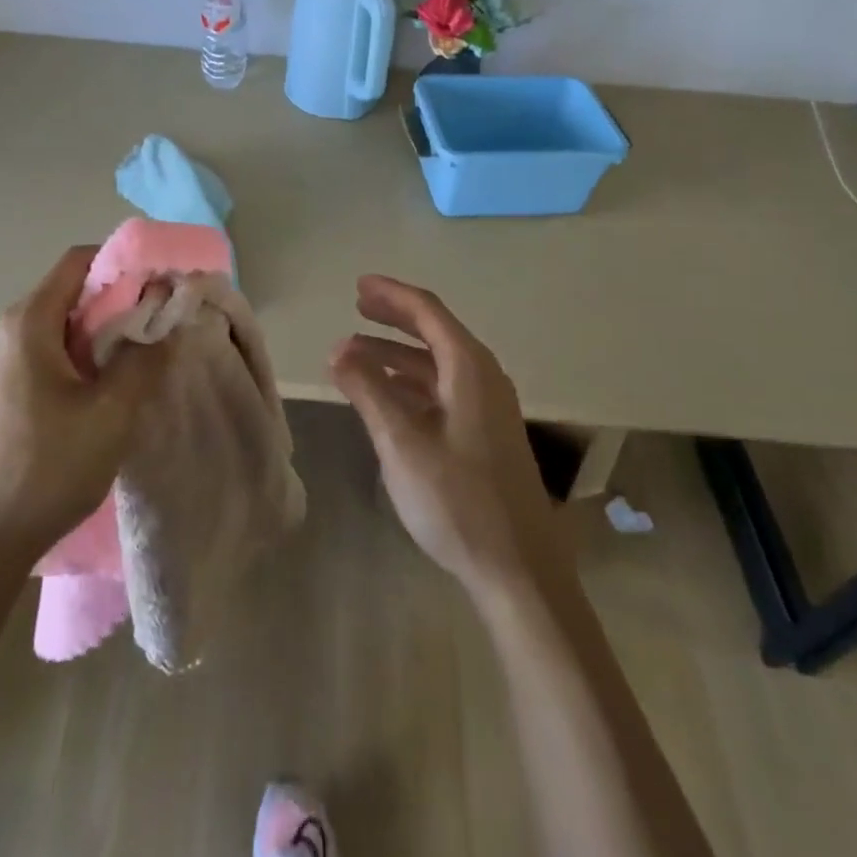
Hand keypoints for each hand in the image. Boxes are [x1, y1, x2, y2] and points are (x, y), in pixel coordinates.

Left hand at [0, 246, 166, 570]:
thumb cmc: (48, 467)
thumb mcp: (112, 411)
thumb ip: (146, 357)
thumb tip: (167, 318)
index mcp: (29, 322)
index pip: (80, 260)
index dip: (125, 264)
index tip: (163, 286)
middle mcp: (10, 331)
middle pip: (73, 292)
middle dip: (121, 301)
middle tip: (162, 325)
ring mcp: (2, 363)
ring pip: (64, 326)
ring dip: (105, 333)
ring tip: (142, 358)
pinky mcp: (3, 392)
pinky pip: (51, 353)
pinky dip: (84, 357)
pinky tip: (106, 390)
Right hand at [329, 276, 567, 604]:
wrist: (518, 570)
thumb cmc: (457, 500)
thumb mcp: (401, 443)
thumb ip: (368, 391)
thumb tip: (338, 350)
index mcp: (469, 368)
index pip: (427, 312)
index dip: (391, 295)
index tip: (358, 285)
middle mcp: (483, 377)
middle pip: (434, 332)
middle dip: (394, 318)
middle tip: (356, 306)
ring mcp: (488, 407)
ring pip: (436, 365)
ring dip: (396, 356)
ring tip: (353, 357)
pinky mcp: (485, 434)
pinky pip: (442, 390)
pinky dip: (411, 383)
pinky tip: (386, 395)